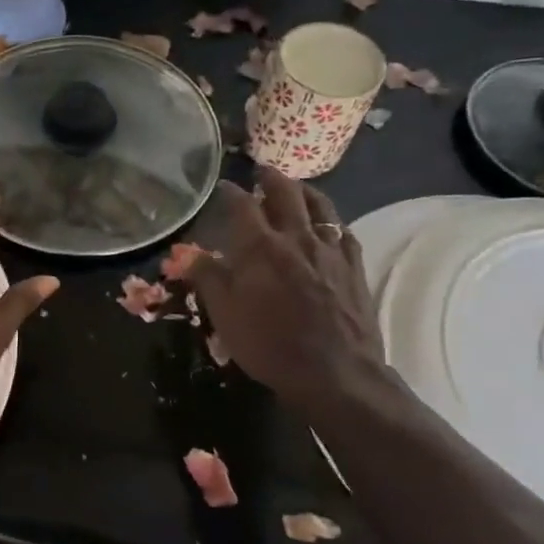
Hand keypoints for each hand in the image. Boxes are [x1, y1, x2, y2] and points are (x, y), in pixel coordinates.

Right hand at [186, 168, 389, 419]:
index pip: (241, 205)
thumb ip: (208, 278)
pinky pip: (343, 231)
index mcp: (260, 247)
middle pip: (286, 193)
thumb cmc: (270, 344)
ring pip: (320, 206)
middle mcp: (296, 238)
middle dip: (271, 178)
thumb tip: (189, 253)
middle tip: (261, 171)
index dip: (230, 191)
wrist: (335, 373)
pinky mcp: (354, 267)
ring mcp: (330, 250)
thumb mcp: (225, 314)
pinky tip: (328, 226)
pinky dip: (331, 221)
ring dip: (305, 191)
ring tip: (296, 187)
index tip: (221, 185)